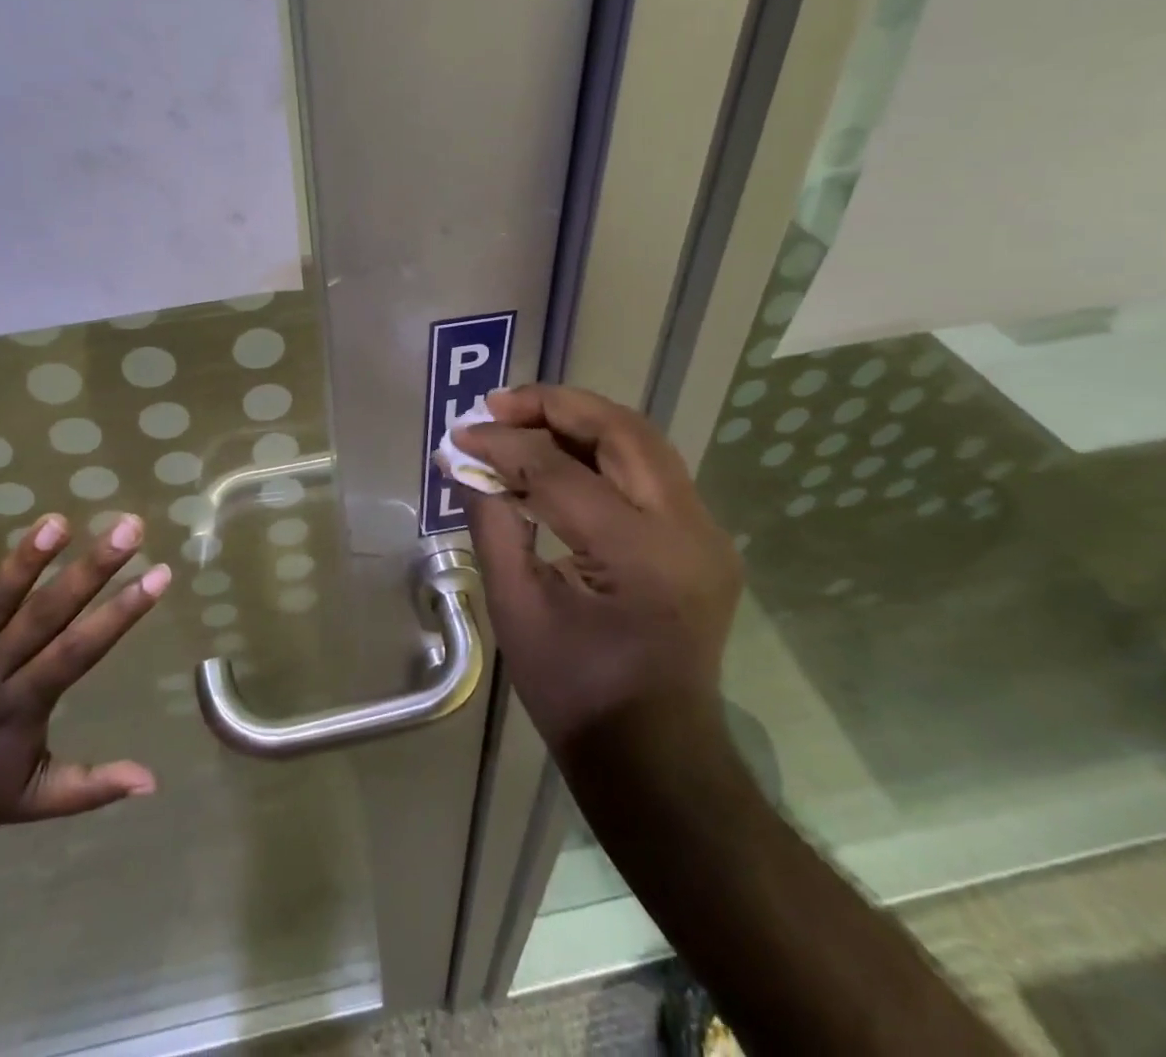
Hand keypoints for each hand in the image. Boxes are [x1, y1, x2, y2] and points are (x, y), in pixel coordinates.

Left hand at [0, 512, 170, 831]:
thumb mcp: (35, 799)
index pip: (80, 650)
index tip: (159, 573)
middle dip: (90, 570)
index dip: (122, 611)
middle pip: (45, 615)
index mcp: (23, 704)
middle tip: (127, 528)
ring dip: (24, 563)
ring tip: (57, 523)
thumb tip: (152, 782)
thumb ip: (93, 787)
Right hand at [453, 385, 741, 757]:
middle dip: (553, 406)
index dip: (503, 444)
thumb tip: (465, 463)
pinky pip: (651, 470)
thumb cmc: (575, 693)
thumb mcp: (515, 608)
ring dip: (581, 420)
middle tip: (497, 405)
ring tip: (522, 418)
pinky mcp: (704, 539)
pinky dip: (602, 449)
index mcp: (637, 556)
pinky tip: (560, 454)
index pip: (560, 470)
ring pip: (643, 441)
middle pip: (621, 431)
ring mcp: (706, 532)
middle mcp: (686, 530)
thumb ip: (492, 523)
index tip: (459, 434)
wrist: (655, 758)